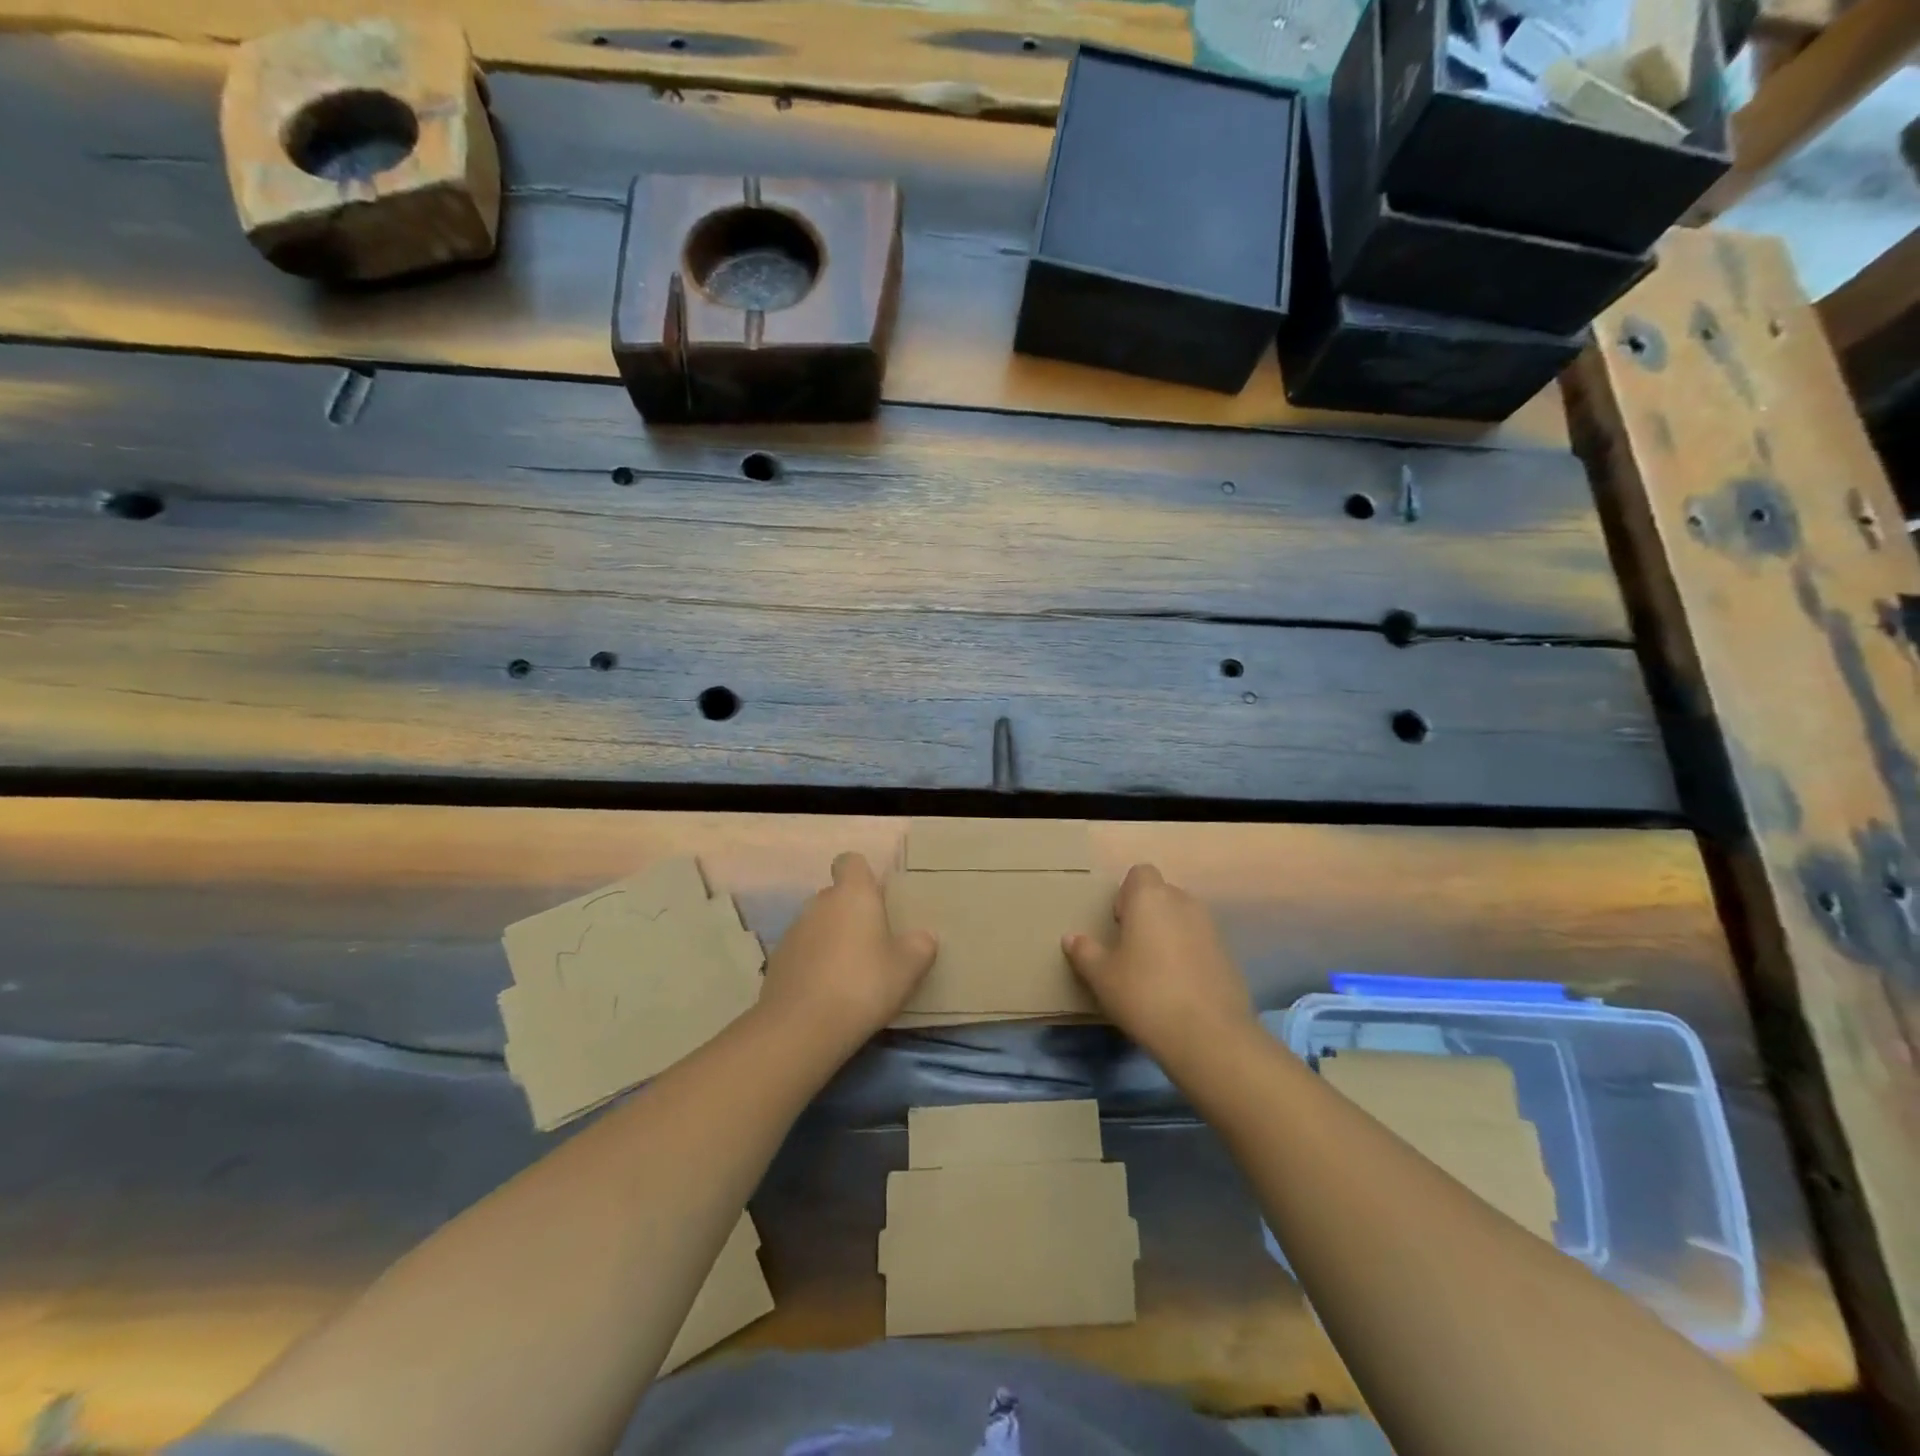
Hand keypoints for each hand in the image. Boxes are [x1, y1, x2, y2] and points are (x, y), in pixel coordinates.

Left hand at [759, 852, 935, 1052]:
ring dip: (832, 939)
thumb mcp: (908, 969)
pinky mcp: (777, 961)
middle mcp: (820, 903)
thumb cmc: (863, 985)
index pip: (850, 862)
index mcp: (853, 894)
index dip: (862, 876)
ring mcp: (794, 931)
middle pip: (835, 896)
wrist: (802, 1027)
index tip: (877, 899)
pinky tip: (827, 993)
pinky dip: (814, 964)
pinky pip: (802, 952)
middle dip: (851, 913)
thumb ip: (920, 946)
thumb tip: (923, 936)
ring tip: (851, 973)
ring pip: (818, 924)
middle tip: (873, 943)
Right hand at [1064, 864, 1252, 1066]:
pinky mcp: (1228, 956)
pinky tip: (1179, 989)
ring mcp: (1211, 929)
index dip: (1127, 894)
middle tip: (1132, 949)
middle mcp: (1183, 903)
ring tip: (1155, 971)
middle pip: (1162, 895)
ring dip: (1169, 935)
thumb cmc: (1144, 994)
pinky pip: (1201, 944)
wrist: (1209, 1036)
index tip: (1118, 924)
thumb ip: (1085, 952)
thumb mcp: (1102, 976)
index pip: (1140, 873)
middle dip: (1147, 914)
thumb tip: (1071, 938)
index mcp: (1150, 898)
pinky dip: (1189, 956)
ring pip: (1183, 919)